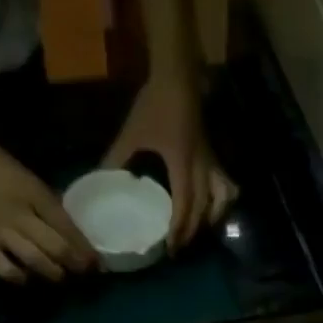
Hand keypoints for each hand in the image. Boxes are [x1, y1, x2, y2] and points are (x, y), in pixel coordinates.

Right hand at [0, 117, 98, 283]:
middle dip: (76, 266)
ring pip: (38, 263)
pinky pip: (8, 271)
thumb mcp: (23, 174)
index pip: (68, 228)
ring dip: (54, 275)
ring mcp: (1, 233)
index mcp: (33, 192)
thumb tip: (66, 226)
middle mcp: (21, 215)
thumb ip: (44, 200)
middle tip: (84, 274)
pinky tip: (27, 278)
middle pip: (58, 250)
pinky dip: (22, 279)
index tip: (97, 263)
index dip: (85, 249)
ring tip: (60, 277)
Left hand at [104, 73, 237, 252]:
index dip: (177, 230)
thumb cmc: (154, 103)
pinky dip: (222, 199)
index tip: (170, 248)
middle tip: (178, 248)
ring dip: (211, 219)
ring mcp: (210, 161)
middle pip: (202, 209)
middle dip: (191, 231)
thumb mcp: (131, 133)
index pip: (184, 207)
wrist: (177, 74)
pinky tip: (214, 207)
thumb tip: (98, 179)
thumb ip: (115, 158)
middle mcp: (201, 168)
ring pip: (220, 199)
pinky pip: (223, 184)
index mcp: (182, 166)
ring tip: (200, 231)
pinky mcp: (212, 155)